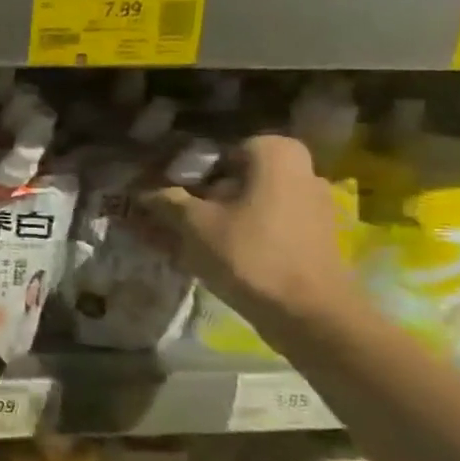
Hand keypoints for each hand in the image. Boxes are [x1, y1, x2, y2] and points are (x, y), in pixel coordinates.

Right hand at [139, 133, 359, 330]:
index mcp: (276, 157)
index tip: (173, 191)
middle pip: (240, 176)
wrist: (307, 310)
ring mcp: (313, 206)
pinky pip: (267, 224)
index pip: (224, 150)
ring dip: (221, 215)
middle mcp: (302, 172)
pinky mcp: (314, 236)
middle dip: (206, 194)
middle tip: (176, 216)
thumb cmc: (248, 253)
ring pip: (252, 202)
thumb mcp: (193, 224)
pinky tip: (217, 255)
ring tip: (189, 240)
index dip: (194, 169)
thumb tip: (145, 191)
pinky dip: (241, 233)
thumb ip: (167, 201)